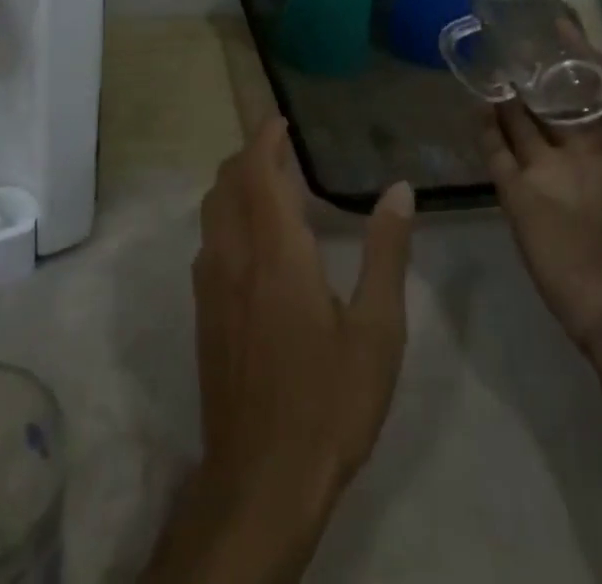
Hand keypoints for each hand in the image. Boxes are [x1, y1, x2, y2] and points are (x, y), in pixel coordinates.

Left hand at [143, 117, 414, 583]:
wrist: (261, 481)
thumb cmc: (328, 400)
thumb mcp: (376, 330)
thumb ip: (386, 253)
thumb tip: (399, 190)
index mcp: (276, 251)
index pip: (257, 170)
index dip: (265, 138)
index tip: (281, 120)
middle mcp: (234, 256)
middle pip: (227, 182)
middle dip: (250, 155)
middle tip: (283, 149)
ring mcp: (210, 286)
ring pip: (211, 210)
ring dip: (235, 184)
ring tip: (271, 185)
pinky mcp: (203, 314)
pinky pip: (208, 240)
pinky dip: (226, 216)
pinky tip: (255, 241)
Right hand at [480, 48, 601, 351]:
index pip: (595, 89)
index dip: (579, 57)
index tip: (558, 23)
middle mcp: (578, 152)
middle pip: (552, 102)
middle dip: (535, 71)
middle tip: (510, 34)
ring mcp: (545, 173)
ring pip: (520, 123)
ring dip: (507, 95)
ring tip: (487, 58)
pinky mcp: (517, 196)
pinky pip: (496, 154)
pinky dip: (485, 129)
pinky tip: (474, 101)